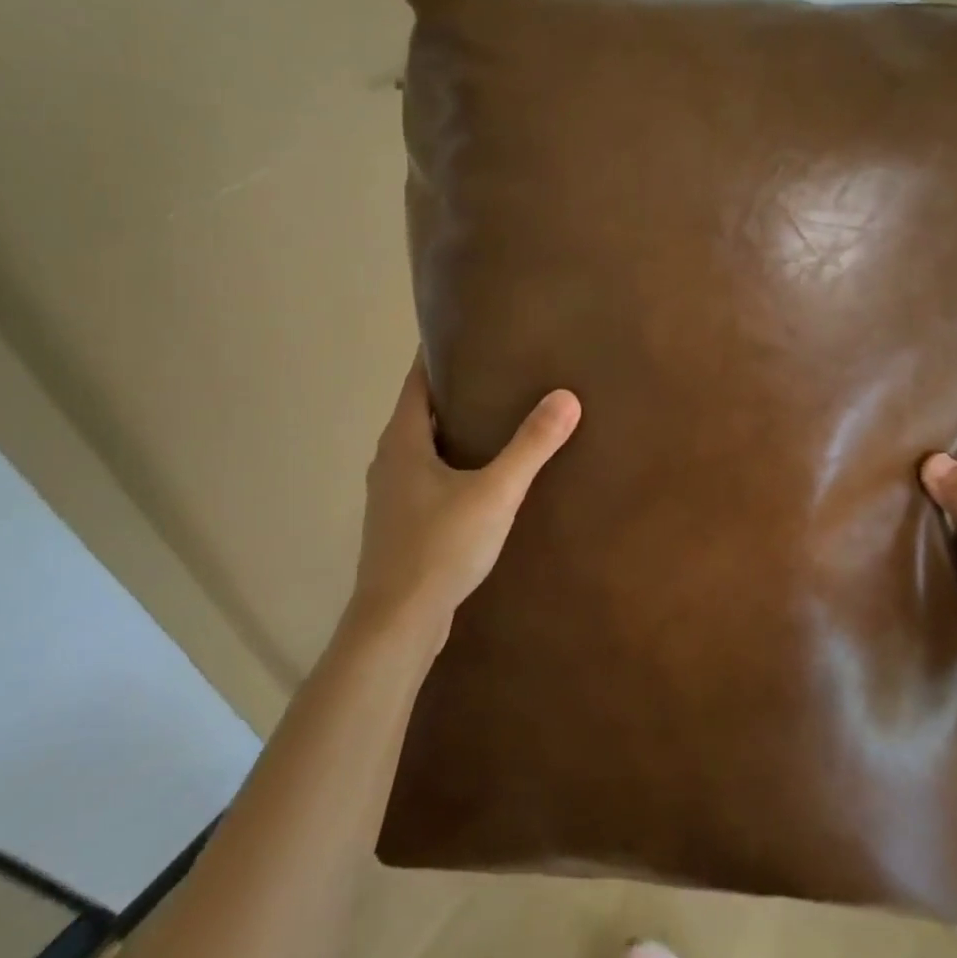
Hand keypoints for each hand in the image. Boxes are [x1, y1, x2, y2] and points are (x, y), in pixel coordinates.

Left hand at [344, 354, 580, 654]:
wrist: (399, 622)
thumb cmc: (440, 547)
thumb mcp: (495, 492)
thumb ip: (531, 445)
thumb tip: (567, 397)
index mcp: (402, 441)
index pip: (416, 381)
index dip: (436, 354)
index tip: (468, 334)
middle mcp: (389, 461)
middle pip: (420, 412)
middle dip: (454, 391)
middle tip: (498, 373)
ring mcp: (391, 496)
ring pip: (423, 448)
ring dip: (453, 430)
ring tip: (496, 419)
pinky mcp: (401, 525)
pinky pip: (427, 478)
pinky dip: (451, 464)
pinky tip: (482, 476)